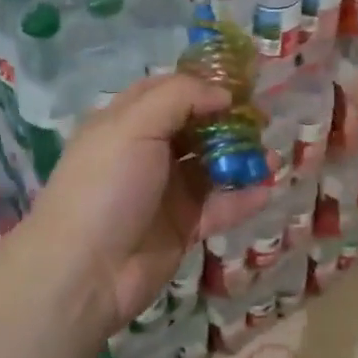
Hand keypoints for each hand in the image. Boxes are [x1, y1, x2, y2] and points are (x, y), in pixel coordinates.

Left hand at [25, 74, 271, 333]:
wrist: (84, 272)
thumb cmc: (106, 186)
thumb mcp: (134, 125)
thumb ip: (180, 98)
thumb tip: (223, 94)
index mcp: (126, 122)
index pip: (168, 92)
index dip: (202, 85)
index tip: (240, 85)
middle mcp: (146, 152)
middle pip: (196, 128)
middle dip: (229, 122)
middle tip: (264, 120)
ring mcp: (166, 192)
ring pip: (212, 167)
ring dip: (242, 160)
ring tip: (273, 158)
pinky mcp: (182, 227)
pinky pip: (219, 207)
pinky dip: (243, 198)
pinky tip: (266, 189)